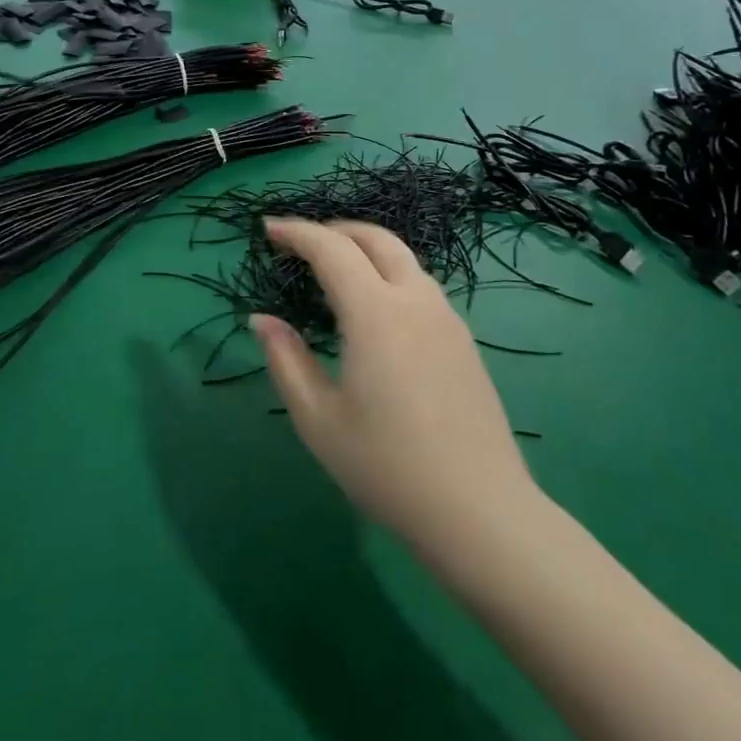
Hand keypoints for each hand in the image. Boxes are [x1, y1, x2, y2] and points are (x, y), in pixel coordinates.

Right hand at [253, 219, 537, 553]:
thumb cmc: (387, 466)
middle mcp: (415, 300)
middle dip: (335, 230)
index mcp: (376, 313)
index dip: (297, 232)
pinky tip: (376, 310)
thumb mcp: (318, 420)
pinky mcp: (464, 340)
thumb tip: (262, 320)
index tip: (268, 230)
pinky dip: (389, 275)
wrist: (479, 510)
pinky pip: (421, 286)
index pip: (332, 249)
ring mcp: (446, 318)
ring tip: (336, 272)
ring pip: (404, 259)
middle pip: (376, 239)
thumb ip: (287, 361)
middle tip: (301, 243)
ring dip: (366, 250)